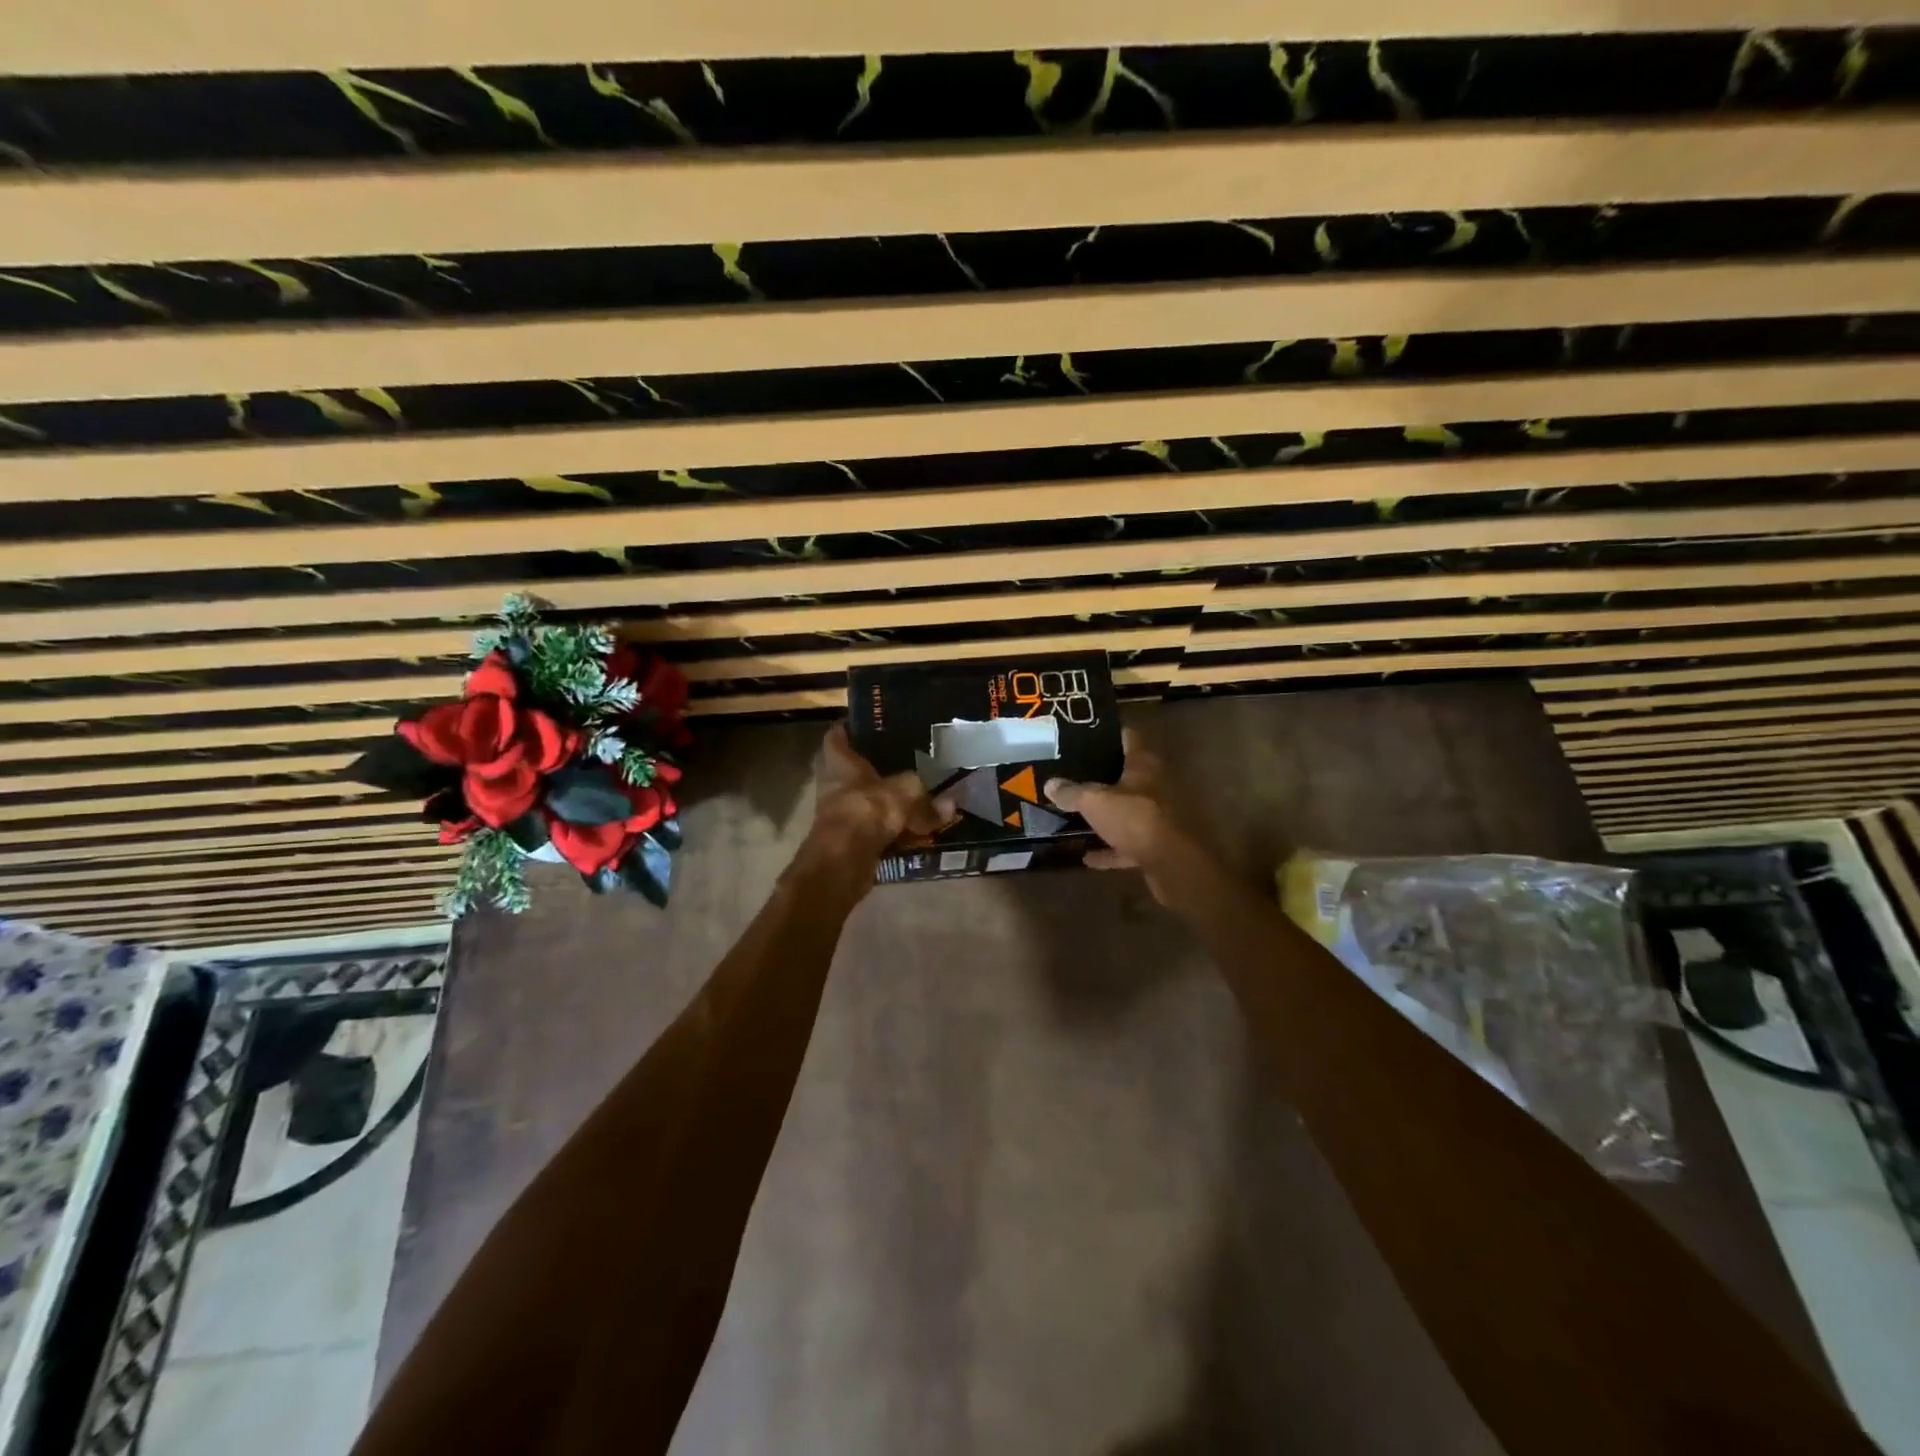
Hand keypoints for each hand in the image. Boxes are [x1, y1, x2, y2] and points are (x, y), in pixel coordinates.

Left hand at [800, 724, 950, 873]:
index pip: (837, 736)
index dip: (850, 728)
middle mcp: (835, 785)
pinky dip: (892, 832)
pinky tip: (915, 833)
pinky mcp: (849, 841)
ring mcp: (840, 814)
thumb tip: (951, 803)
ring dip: (886, 804)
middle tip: (903, 762)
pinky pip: (875, 831)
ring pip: (867, 803)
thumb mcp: (907, 791)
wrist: (845, 859)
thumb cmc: (869, 809)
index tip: (868, 724)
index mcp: (840, 762)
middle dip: (876, 770)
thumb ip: (928, 797)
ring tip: (916, 798)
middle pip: (853, 772)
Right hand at [1044, 727, 1201, 903]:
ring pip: (1128, 810)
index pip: (1127, 737)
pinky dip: (1111, 850)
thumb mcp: (1094, 802)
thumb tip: (1050, 784)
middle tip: (1071, 776)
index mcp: (1144, 764)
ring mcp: (1160, 816)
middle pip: (1127, 775)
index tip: (1083, 736)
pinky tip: (1088, 857)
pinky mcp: (1159, 844)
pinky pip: (1129, 843)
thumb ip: (1071, 792)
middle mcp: (1156, 785)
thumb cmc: (1136, 818)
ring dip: (1107, 816)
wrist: (1174, 863)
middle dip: (1101, 777)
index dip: (1106, 734)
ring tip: (1076, 816)